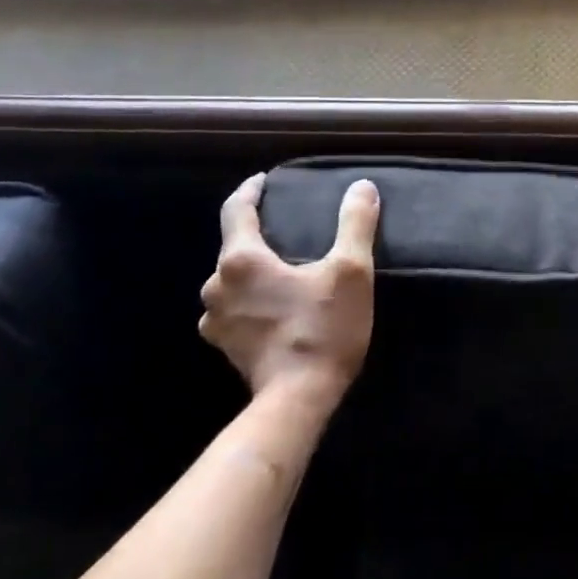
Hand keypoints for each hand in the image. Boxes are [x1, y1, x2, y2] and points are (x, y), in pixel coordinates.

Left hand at [199, 173, 379, 400]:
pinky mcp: (224, 345)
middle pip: (233, 247)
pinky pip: (231, 310)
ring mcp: (215, 319)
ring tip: (281, 272)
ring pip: (230, 281)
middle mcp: (216, 285)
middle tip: (286, 232)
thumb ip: (355, 225)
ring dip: (252, 273)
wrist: (299, 397)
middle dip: (256, 236)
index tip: (263, 181)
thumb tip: (362, 187)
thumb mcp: (351, 272)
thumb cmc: (324, 329)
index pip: (235, 209)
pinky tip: (270, 308)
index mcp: (241, 259)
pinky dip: (249, 302)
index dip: (250, 191)